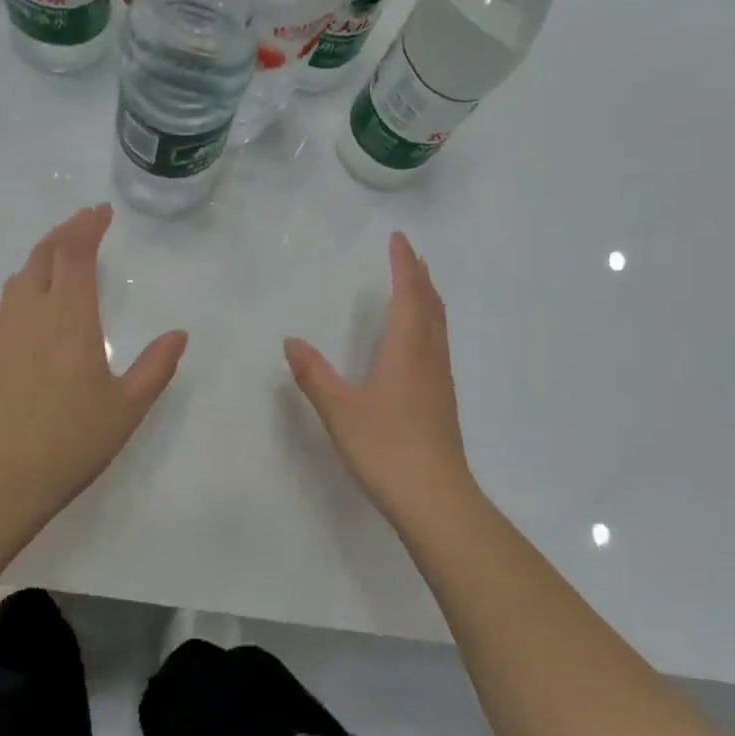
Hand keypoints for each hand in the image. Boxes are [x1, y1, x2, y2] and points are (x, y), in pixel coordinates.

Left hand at [0, 205, 187, 525]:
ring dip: (44, 254)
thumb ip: (156, 366)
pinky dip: (28, 280)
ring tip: (63, 252)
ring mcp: (6, 332)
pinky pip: (9, 299)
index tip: (102, 213)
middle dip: (65, 232)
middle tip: (86, 223)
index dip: (87, 227)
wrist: (5, 477)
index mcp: (70, 321)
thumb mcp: (128, 406)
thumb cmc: (74, 440)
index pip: (74, 255)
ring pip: (21, 275)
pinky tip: (37, 296)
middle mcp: (33, 315)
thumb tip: (179, 334)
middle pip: (43, 255)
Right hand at [284, 232, 474, 524]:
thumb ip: (314, 375)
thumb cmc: (385, 447)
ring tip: (418, 288)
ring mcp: (440, 380)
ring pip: (439, 327)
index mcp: (407, 350)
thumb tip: (291, 341)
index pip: (409, 295)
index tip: (400, 239)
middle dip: (420, 277)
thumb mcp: (340, 411)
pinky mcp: (442, 401)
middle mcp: (429, 358)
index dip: (404, 265)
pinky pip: (438, 346)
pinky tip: (420, 342)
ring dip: (428, 300)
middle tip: (411, 256)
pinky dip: (429, 326)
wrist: (433, 496)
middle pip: (430, 306)